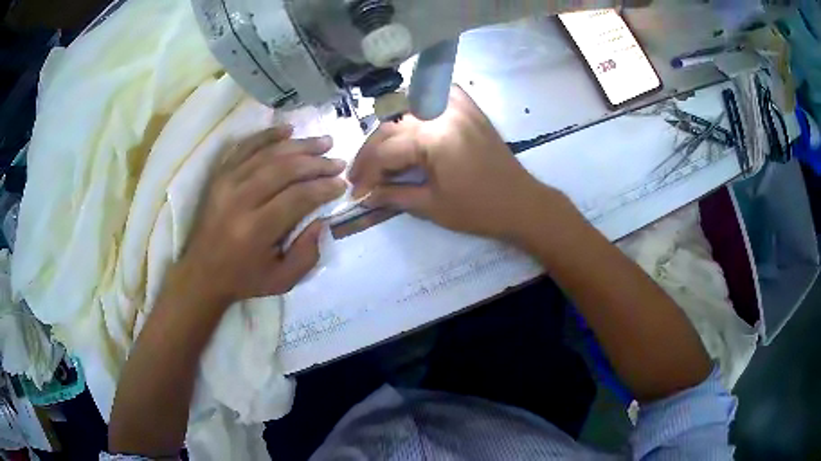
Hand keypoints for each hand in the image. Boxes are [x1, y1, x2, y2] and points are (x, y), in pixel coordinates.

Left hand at [173, 125, 346, 305]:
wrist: (201, 274)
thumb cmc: (244, 279)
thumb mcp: (282, 280)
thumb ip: (307, 254)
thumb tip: (322, 219)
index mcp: (256, 230)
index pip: (297, 197)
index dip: (323, 187)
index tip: (341, 183)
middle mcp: (240, 201)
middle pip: (284, 170)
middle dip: (316, 163)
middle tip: (337, 161)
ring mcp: (226, 184)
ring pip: (267, 154)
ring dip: (299, 145)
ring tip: (323, 141)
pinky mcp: (219, 176)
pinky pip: (244, 147)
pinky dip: (266, 135)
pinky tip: (287, 129)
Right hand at [349, 86, 564, 241]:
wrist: (522, 202)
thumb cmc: (479, 209)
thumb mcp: (432, 206)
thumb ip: (393, 195)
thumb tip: (365, 195)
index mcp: (433, 136)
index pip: (385, 150)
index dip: (366, 173)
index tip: (355, 191)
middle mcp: (441, 111)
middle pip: (391, 126)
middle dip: (371, 153)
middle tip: (360, 177)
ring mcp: (456, 105)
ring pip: (406, 110)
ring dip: (388, 132)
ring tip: (378, 157)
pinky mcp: (467, 107)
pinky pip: (431, 98)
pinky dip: (414, 109)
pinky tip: (406, 126)